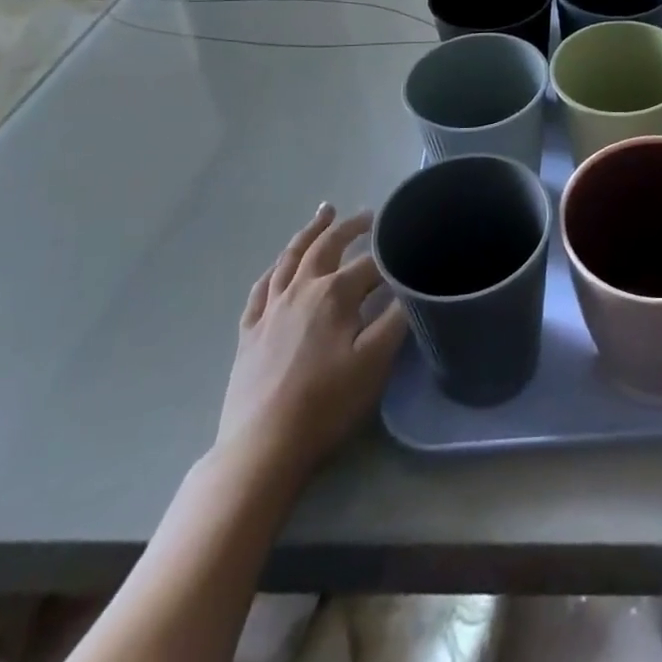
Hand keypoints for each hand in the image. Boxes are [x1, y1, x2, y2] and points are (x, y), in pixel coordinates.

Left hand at [212, 205, 407, 490]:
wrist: (262, 448)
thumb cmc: (326, 403)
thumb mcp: (375, 362)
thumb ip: (396, 318)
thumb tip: (412, 286)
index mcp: (335, 294)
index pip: (370, 264)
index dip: (391, 256)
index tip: (407, 248)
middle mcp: (301, 290)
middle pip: (327, 246)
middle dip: (349, 227)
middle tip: (366, 215)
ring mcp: (270, 309)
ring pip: (290, 258)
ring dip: (309, 232)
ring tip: (323, 213)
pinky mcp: (249, 332)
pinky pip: (260, 289)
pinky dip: (274, 269)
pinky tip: (279, 266)